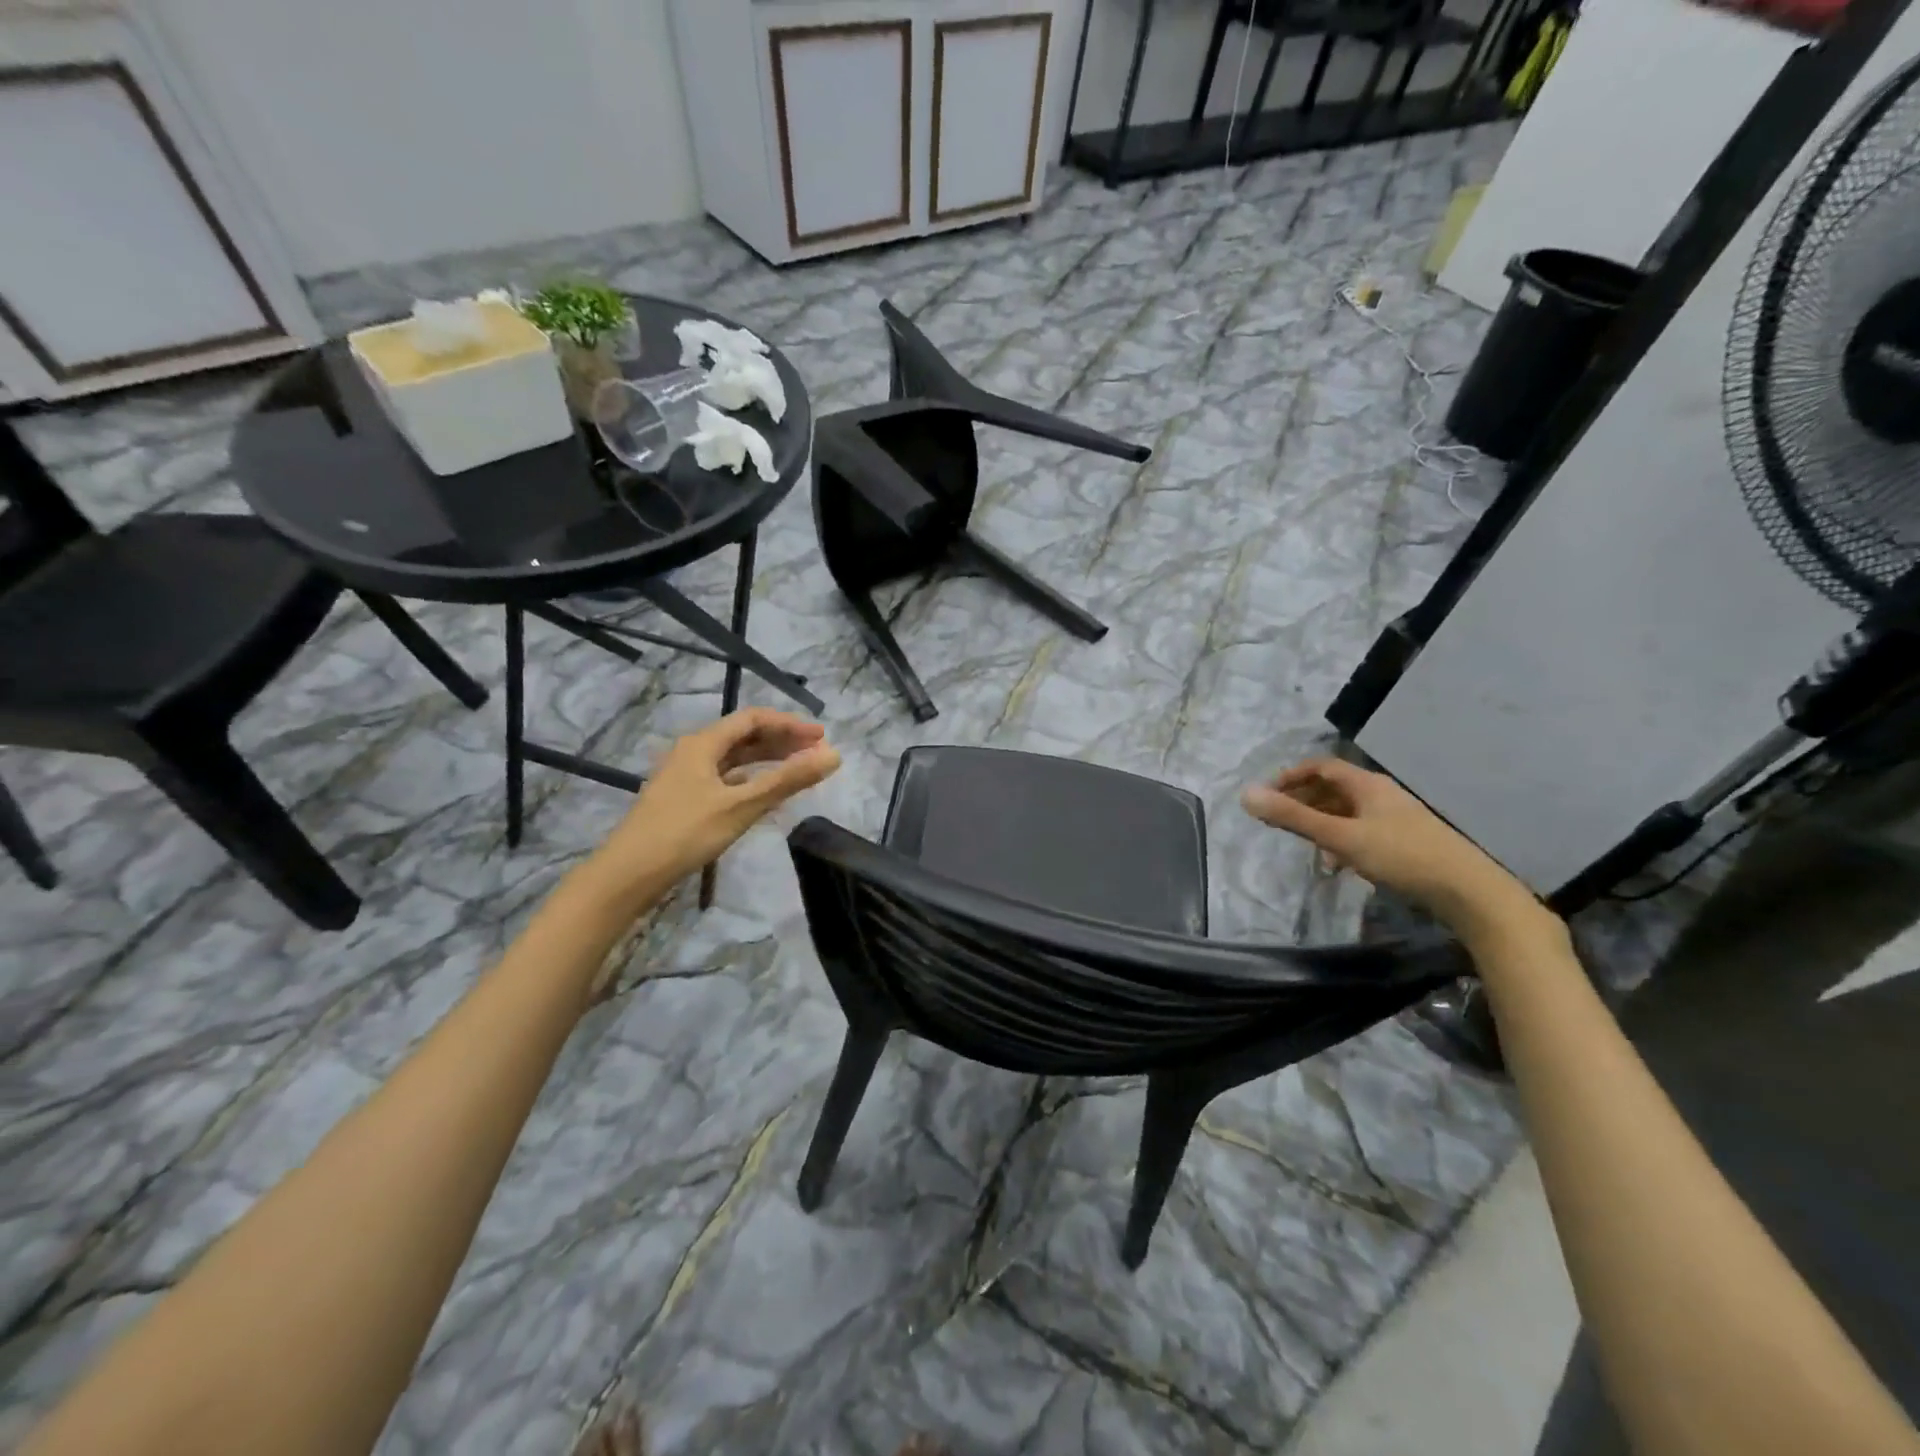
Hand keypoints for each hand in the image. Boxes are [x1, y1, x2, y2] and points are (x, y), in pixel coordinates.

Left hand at [582, 708, 840, 908]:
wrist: (627, 875)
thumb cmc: (684, 833)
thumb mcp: (741, 806)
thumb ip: (788, 780)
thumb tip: (833, 756)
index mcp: (702, 744)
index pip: (753, 719)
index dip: (790, 724)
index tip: (822, 737)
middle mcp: (693, 752)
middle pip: (744, 736)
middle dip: (782, 741)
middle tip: (817, 753)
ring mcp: (686, 776)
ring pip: (734, 759)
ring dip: (767, 760)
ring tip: (799, 769)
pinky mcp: (684, 799)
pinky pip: (725, 778)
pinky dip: (751, 780)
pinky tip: (765, 794)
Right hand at [1242, 757, 1551, 940]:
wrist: (1468, 891)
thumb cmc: (1401, 856)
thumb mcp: (1340, 837)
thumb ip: (1293, 817)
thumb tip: (1246, 795)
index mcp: (1367, 784)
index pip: (1321, 767)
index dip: (1291, 776)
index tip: (1267, 794)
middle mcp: (1381, 794)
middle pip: (1333, 787)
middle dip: (1302, 800)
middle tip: (1278, 818)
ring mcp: (1395, 817)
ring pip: (1347, 810)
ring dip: (1321, 821)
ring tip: (1303, 843)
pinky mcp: (1404, 840)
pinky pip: (1361, 829)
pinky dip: (1340, 838)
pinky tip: (1337, 862)